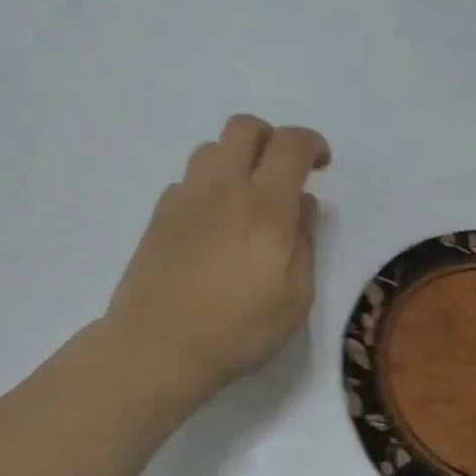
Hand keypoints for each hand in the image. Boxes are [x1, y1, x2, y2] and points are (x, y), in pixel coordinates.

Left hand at [105, 115, 330, 404]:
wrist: (155, 348)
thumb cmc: (236, 331)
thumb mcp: (295, 298)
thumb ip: (305, 242)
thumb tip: (304, 204)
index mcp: (264, 207)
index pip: (290, 144)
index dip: (312, 143)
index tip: (320, 166)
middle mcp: (223, 188)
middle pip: (244, 127)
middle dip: (270, 138)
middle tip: (281, 173)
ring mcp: (184, 198)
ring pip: (211, 148)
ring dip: (235, 159)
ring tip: (244, 198)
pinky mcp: (158, 215)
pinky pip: (187, 180)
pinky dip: (207, 187)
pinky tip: (211, 224)